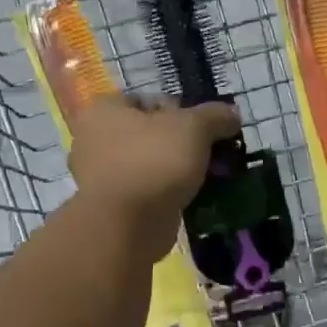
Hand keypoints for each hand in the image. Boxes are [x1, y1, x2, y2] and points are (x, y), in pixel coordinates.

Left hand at [69, 94, 240, 259]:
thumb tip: (232, 114)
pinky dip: (166, 193)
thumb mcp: (194, 127)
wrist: (127, 226)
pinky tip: (190, 198)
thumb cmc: (154, 162)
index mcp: (103, 110)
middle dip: (181, 143)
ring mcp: (99, 176)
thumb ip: (215, 116)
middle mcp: (93, 139)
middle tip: (209, 154)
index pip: (148, 100)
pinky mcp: (111, 206)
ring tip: (205, 178)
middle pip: (150, 133)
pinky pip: (146, 190)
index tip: (203, 129)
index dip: (181, 110)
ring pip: (149, 163)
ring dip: (175, 170)